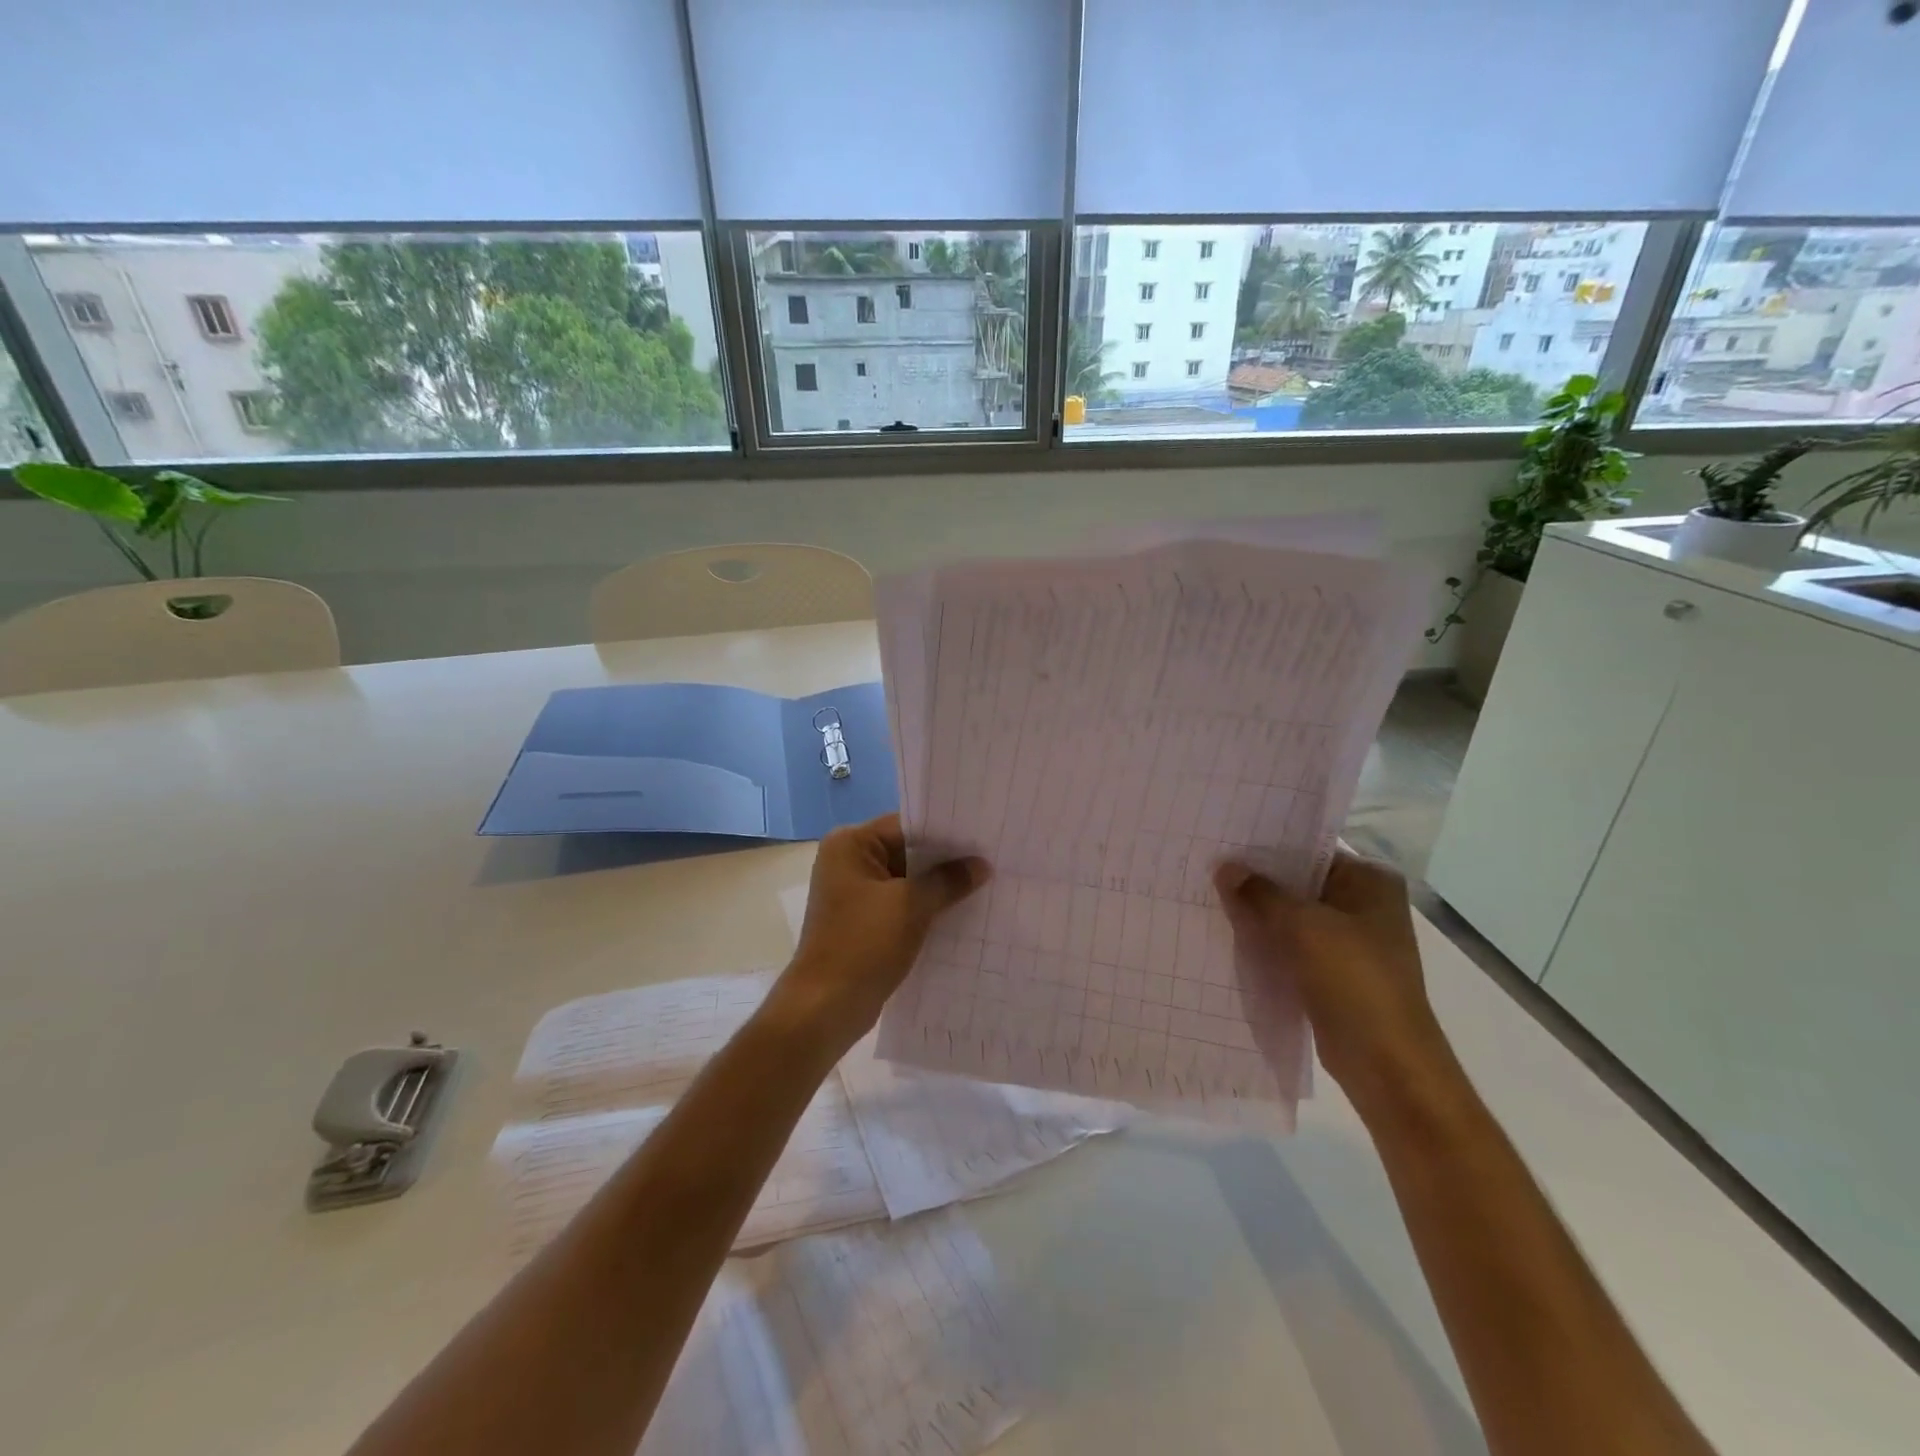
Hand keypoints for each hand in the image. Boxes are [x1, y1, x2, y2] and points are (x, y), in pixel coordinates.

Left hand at [776, 813, 990, 1053]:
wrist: (826, 1007)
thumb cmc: (864, 944)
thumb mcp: (912, 905)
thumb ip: (948, 880)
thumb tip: (981, 865)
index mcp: (850, 844)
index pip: (906, 825)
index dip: (946, 832)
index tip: (984, 837)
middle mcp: (848, 861)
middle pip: (907, 850)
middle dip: (945, 860)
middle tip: (991, 860)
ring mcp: (853, 893)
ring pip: (906, 879)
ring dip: (938, 886)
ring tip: (984, 885)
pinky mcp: (862, 921)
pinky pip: (900, 903)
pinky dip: (925, 907)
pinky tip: (960, 913)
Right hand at [1214, 852, 1458, 1115]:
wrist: (1386, 1063)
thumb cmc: (1352, 979)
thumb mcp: (1300, 926)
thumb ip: (1259, 893)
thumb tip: (1225, 866)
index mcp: (1370, 881)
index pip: (1309, 850)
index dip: (1265, 848)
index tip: (1223, 843)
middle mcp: (1364, 905)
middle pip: (1298, 883)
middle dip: (1257, 882)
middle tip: (1207, 869)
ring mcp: (1351, 941)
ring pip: (1292, 917)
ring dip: (1258, 915)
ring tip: (1209, 899)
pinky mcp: (1334, 973)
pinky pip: (1292, 947)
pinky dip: (1266, 944)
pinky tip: (1229, 937)